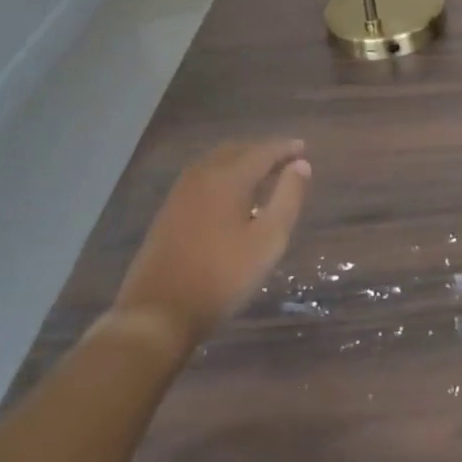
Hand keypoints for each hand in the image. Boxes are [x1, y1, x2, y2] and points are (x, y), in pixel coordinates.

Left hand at [112, 139, 311, 345]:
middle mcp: (202, 176)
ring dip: (241, 161)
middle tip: (286, 161)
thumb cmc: (222, 277)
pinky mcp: (168, 211)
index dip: (285, 148)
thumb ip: (288, 198)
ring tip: (263, 175)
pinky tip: (231, 195)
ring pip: (216, 162)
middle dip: (263, 151)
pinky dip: (224, 174)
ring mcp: (180, 193)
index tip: (304, 148)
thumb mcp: (268, 241)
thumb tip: (301, 165)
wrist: (157, 313)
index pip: (263, 151)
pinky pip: (202, 177)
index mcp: (228, 178)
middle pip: (237, 150)